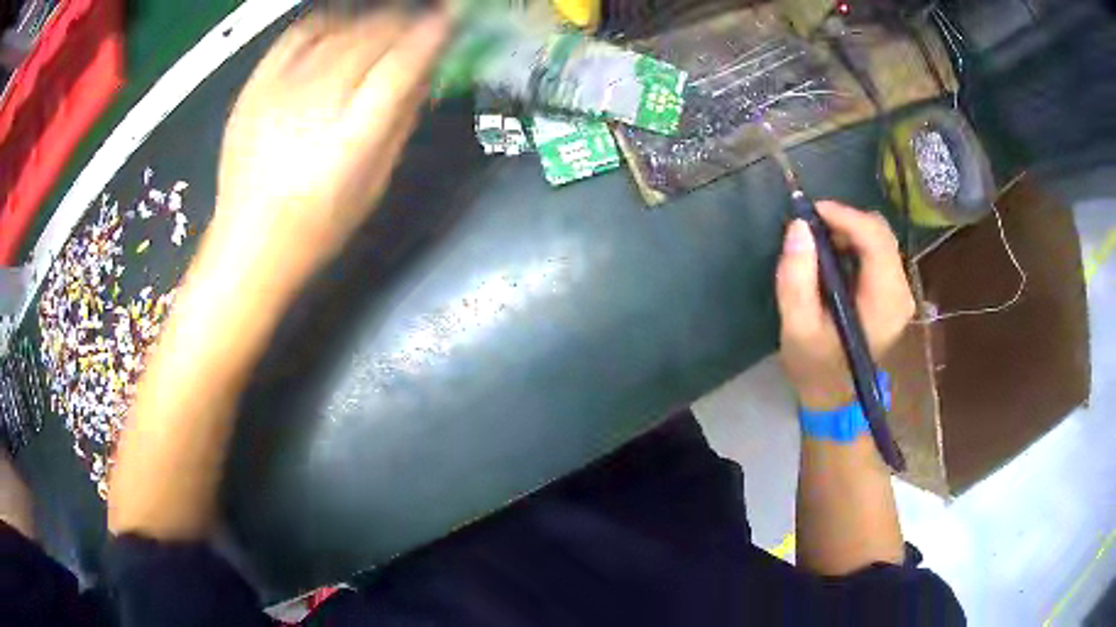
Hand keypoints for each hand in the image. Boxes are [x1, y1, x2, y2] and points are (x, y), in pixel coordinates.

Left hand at [212, 9, 449, 279]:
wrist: (248, 244)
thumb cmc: (316, 226)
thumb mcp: (374, 183)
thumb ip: (401, 122)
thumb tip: (422, 75)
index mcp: (352, 137)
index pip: (402, 64)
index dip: (432, 35)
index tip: (450, 22)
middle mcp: (314, 103)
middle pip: (373, 36)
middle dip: (407, 23)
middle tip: (424, 23)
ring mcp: (280, 90)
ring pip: (341, 28)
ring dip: (374, 20)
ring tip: (389, 24)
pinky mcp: (256, 86)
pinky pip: (299, 34)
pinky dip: (328, 21)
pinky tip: (342, 26)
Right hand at [776, 202, 914, 410]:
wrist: (834, 398)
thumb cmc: (816, 367)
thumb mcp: (797, 327)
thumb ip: (796, 278)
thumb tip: (799, 227)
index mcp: (885, 302)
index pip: (875, 239)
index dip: (845, 216)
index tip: (810, 212)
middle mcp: (901, 292)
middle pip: (881, 233)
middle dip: (845, 220)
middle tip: (811, 226)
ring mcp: (900, 292)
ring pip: (880, 238)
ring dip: (848, 230)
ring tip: (817, 240)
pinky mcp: (893, 292)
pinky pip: (878, 251)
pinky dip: (854, 243)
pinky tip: (833, 254)